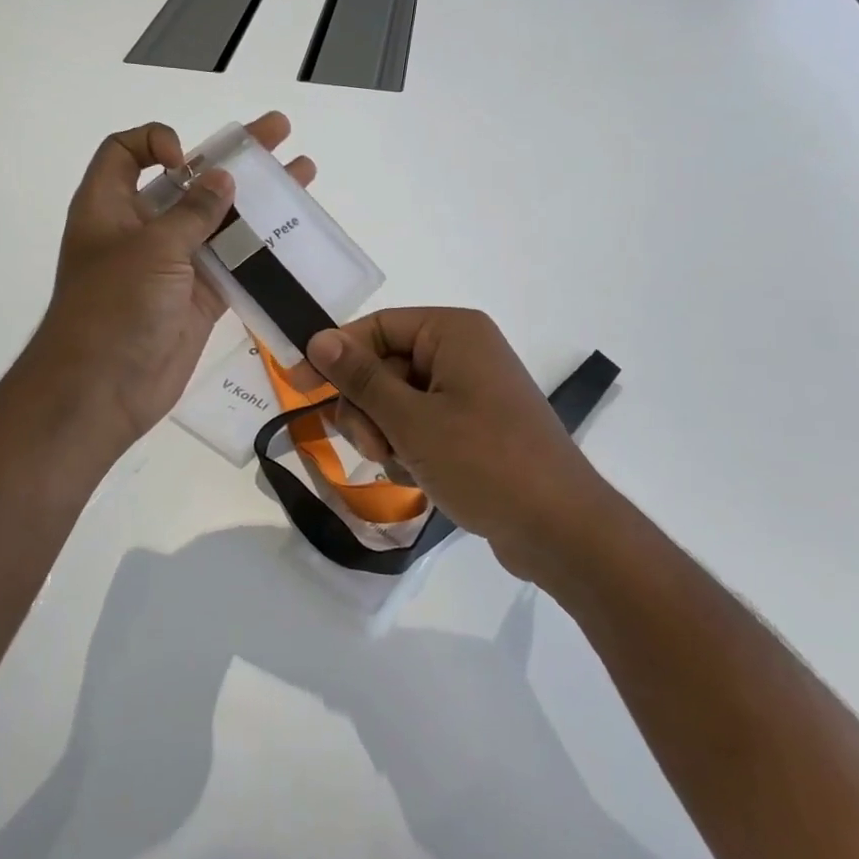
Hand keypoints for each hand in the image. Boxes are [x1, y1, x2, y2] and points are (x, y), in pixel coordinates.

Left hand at [26, 113, 315, 448]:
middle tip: (278, 131)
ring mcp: (173, 263)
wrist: (103, 391)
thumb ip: (192, 212)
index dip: (157, 142)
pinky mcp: (199, 296)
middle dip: (232, 155)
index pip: (127, 152)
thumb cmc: (114, 307)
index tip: (187, 160)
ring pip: (218, 220)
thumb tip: (223, 178)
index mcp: (110, 206)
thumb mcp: (151, 249)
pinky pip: (234, 262)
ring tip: (302, 173)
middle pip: (188, 180)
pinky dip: (261, 247)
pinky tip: (295, 231)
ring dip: (257, 199)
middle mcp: (141, 229)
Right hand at [304, 309, 612, 581]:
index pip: (376, 328)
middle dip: (369, 408)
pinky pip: (421, 424)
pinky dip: (410, 448)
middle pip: (384, 365)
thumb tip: (320, 338)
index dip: (334, 355)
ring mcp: (470, 391)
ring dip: (387, 434)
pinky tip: (421, 477)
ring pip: (397, 401)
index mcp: (453, 332)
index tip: (297, 387)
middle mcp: (463, 352)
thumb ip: (361, 378)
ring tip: (405, 466)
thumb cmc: (484, 462)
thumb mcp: (412, 420)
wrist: (560, 530)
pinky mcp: (474, 426)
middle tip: (375, 446)